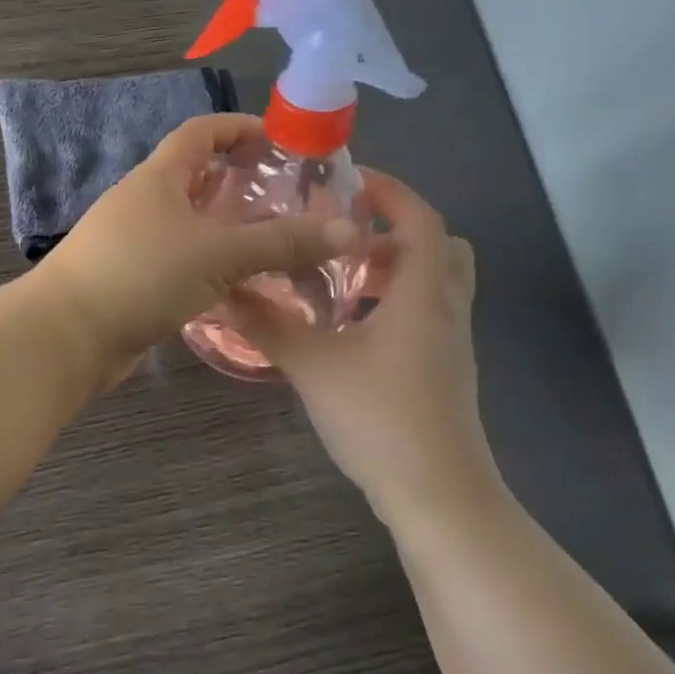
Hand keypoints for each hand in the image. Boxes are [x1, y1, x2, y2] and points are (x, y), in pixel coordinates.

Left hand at [32, 114, 357, 383]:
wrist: (66, 336)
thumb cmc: (140, 275)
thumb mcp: (218, 253)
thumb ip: (282, 242)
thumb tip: (350, 231)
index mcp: (157, 178)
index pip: (200, 133)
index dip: (239, 128)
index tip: (279, 141)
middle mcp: (142, 203)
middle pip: (194, 178)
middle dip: (238, 183)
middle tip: (287, 199)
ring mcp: (131, 243)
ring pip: (187, 225)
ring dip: (224, 229)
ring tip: (272, 243)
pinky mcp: (129, 281)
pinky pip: (177, 262)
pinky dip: (206, 265)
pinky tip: (235, 285)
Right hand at [235, 170, 503, 516]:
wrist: (437, 493)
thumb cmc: (380, 418)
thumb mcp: (313, 366)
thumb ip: (269, 325)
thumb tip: (223, 291)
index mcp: (423, 295)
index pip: (420, 220)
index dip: (390, 191)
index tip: (348, 180)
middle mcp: (446, 310)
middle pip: (439, 247)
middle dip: (394, 230)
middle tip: (345, 234)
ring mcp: (451, 343)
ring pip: (434, 283)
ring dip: (394, 268)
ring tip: (340, 278)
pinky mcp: (444, 370)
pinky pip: (426, 314)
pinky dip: (395, 302)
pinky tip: (351, 328)